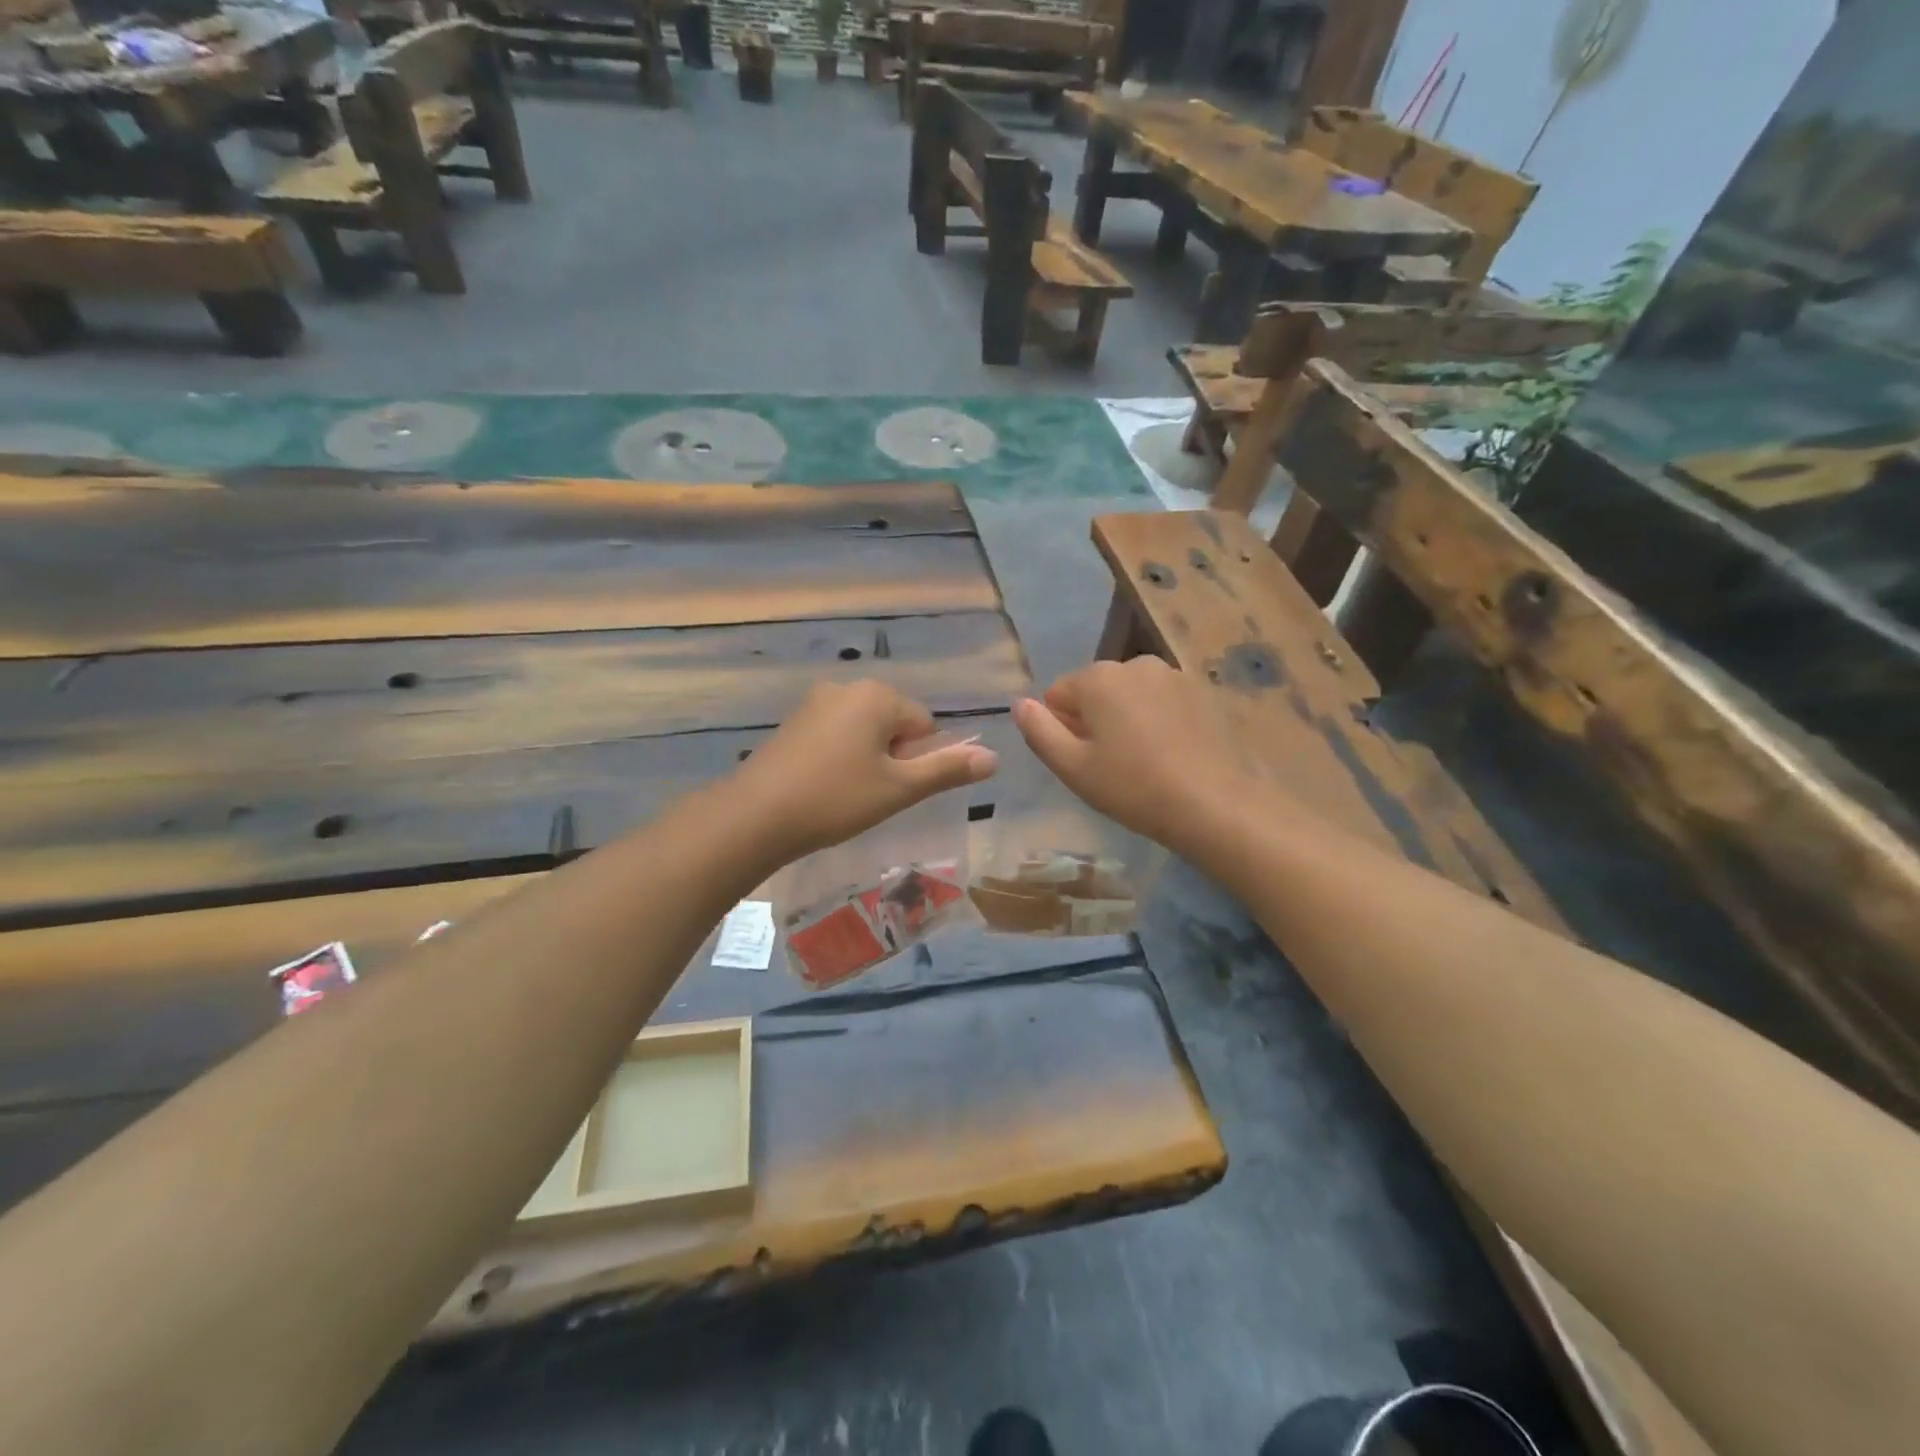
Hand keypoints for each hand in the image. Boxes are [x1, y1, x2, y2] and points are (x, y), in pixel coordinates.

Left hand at [728, 680, 997, 863]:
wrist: (755, 815)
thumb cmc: (836, 798)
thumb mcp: (899, 788)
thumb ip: (948, 769)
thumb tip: (994, 757)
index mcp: (878, 695)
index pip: (925, 724)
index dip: (918, 760)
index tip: (894, 788)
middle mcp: (847, 687)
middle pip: (894, 724)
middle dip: (893, 757)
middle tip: (872, 795)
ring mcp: (815, 703)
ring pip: (864, 731)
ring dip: (867, 759)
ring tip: (847, 795)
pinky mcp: (793, 722)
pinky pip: (835, 735)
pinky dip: (839, 758)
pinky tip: (824, 788)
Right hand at [1011, 657, 1263, 856]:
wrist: (1213, 804)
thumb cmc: (1133, 787)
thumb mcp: (1072, 767)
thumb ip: (1038, 731)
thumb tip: (1019, 703)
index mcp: (1099, 677)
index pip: (1058, 694)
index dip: (1062, 729)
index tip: (1083, 760)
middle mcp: (1135, 663)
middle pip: (1096, 690)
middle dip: (1095, 720)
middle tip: (1111, 764)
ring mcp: (1173, 674)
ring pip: (1130, 695)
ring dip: (1126, 718)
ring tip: (1143, 760)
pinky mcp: (1202, 691)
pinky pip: (1161, 701)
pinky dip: (1157, 720)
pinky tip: (1170, 753)